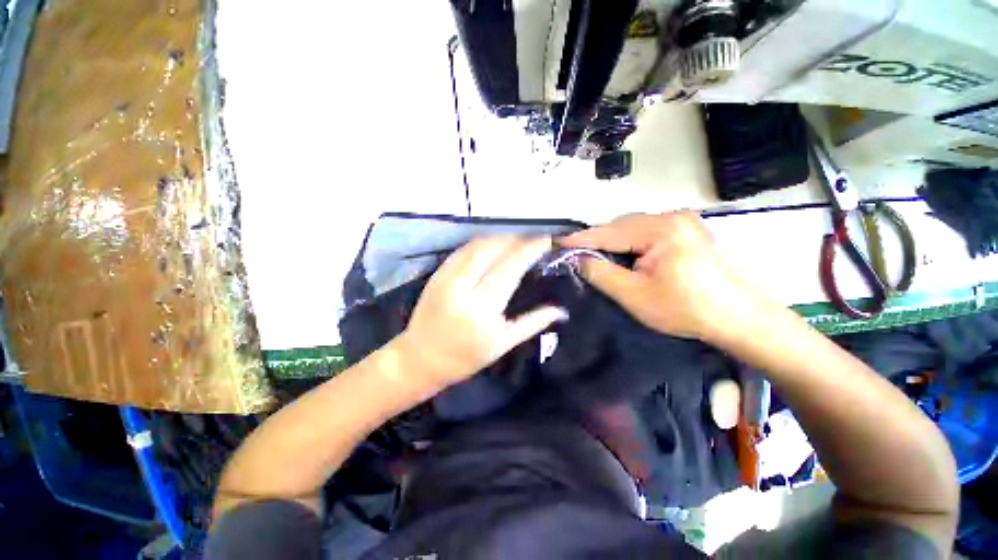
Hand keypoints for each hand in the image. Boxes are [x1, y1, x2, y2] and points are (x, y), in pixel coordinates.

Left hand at [395, 236, 568, 389]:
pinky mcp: (436, 274)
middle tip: (533, 240)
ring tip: (516, 240)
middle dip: (516, 239)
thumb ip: (533, 323)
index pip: (510, 267)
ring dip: (499, 238)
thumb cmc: (465, 358)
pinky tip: (492, 245)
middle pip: (493, 249)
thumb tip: (561, 310)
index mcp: (482, 309)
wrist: (419, 359)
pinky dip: (481, 243)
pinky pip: (462, 250)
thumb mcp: (503, 344)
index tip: (546, 240)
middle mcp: (462, 287)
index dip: (530, 249)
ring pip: (476, 245)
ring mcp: (446, 277)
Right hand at [561, 211, 755, 340]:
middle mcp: (672, 216)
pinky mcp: (688, 230)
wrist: (738, 317)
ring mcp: (683, 221)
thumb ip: (601, 273)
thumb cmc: (684, 309)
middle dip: (599, 239)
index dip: (582, 239)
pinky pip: (648, 231)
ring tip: (598, 256)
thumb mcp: (634, 294)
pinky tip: (625, 255)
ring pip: (634, 227)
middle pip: (622, 225)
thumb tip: (578, 259)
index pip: (610, 232)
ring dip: (615, 241)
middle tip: (578, 254)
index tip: (559, 243)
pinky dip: (631, 241)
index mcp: (661, 230)